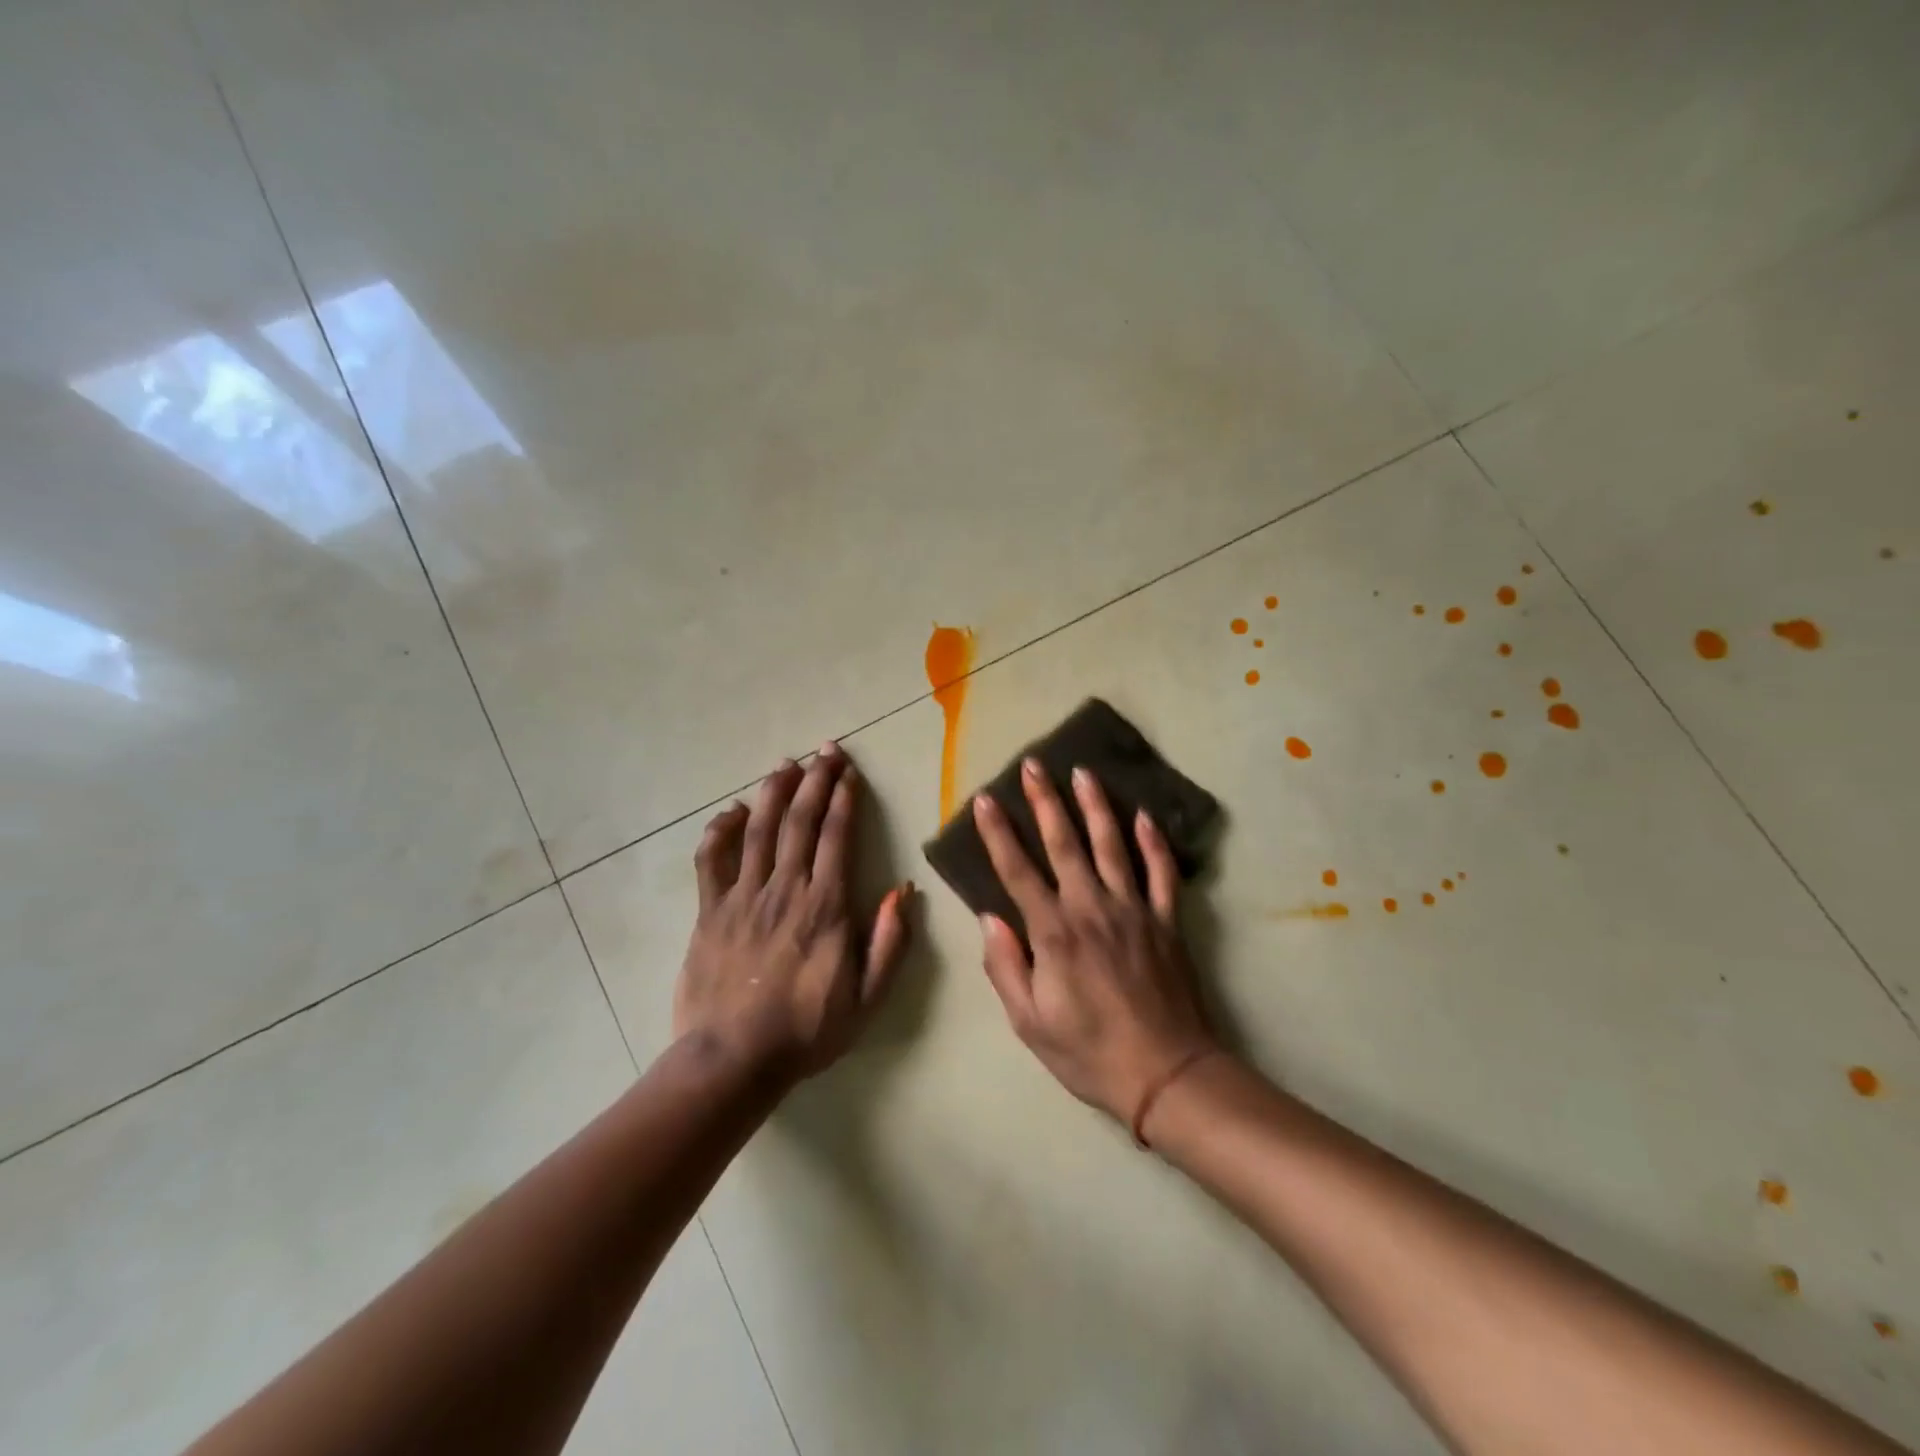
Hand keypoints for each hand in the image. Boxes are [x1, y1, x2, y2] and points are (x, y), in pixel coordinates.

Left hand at [672, 743, 911, 1083]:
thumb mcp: (867, 998)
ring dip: (774, 791)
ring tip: (787, 764)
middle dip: (814, 780)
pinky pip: (712, 858)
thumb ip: (888, 942)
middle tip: (825, 751)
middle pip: (799, 821)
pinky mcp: (710, 910)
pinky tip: (733, 811)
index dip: (844, 799)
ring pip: (759, 829)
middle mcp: (784, 889)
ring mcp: (742, 896)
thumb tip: (902, 890)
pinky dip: (722, 829)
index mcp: (825, 906)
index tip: (849, 772)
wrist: (733, 1061)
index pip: (836, 837)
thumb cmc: (806, 1030)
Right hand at [971, 758, 1216, 1126]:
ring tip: (1083, 772)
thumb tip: (989, 918)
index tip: (984, 799)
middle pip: (1064, 843)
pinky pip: (1161, 873)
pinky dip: (1154, 842)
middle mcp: (1092, 908)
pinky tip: (1144, 816)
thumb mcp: (1030, 1023)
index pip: (1018, 871)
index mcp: (1054, 933)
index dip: (997, 833)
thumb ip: (1005, 967)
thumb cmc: (1089, 1052)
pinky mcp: (1166, 921)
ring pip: (1112, 845)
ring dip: (1096, 806)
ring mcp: (1134, 910)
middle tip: (1034, 764)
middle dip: (1045, 800)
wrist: (1167, 1074)